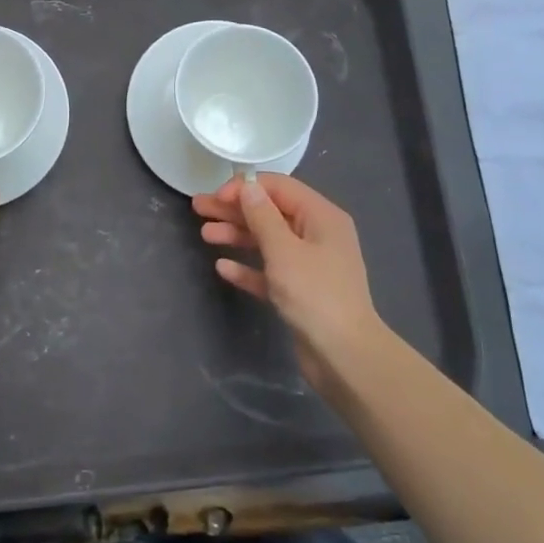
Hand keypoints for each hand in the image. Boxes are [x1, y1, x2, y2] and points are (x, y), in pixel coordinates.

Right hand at [194, 173, 385, 393]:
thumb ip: (262, 216)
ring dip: (237, 235)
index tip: (216, 196)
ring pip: (267, 241)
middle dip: (235, 210)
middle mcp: (317, 235)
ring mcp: (309, 265)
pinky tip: (223, 267)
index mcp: (321, 217)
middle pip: (270, 213)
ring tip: (205, 235)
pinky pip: (269, 271)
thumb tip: (248, 186)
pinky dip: (248, 267)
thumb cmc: (315, 294)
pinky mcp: (300, 292)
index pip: (279, 188)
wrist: (344, 356)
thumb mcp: (284, 250)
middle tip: (199, 208)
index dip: (246, 187)